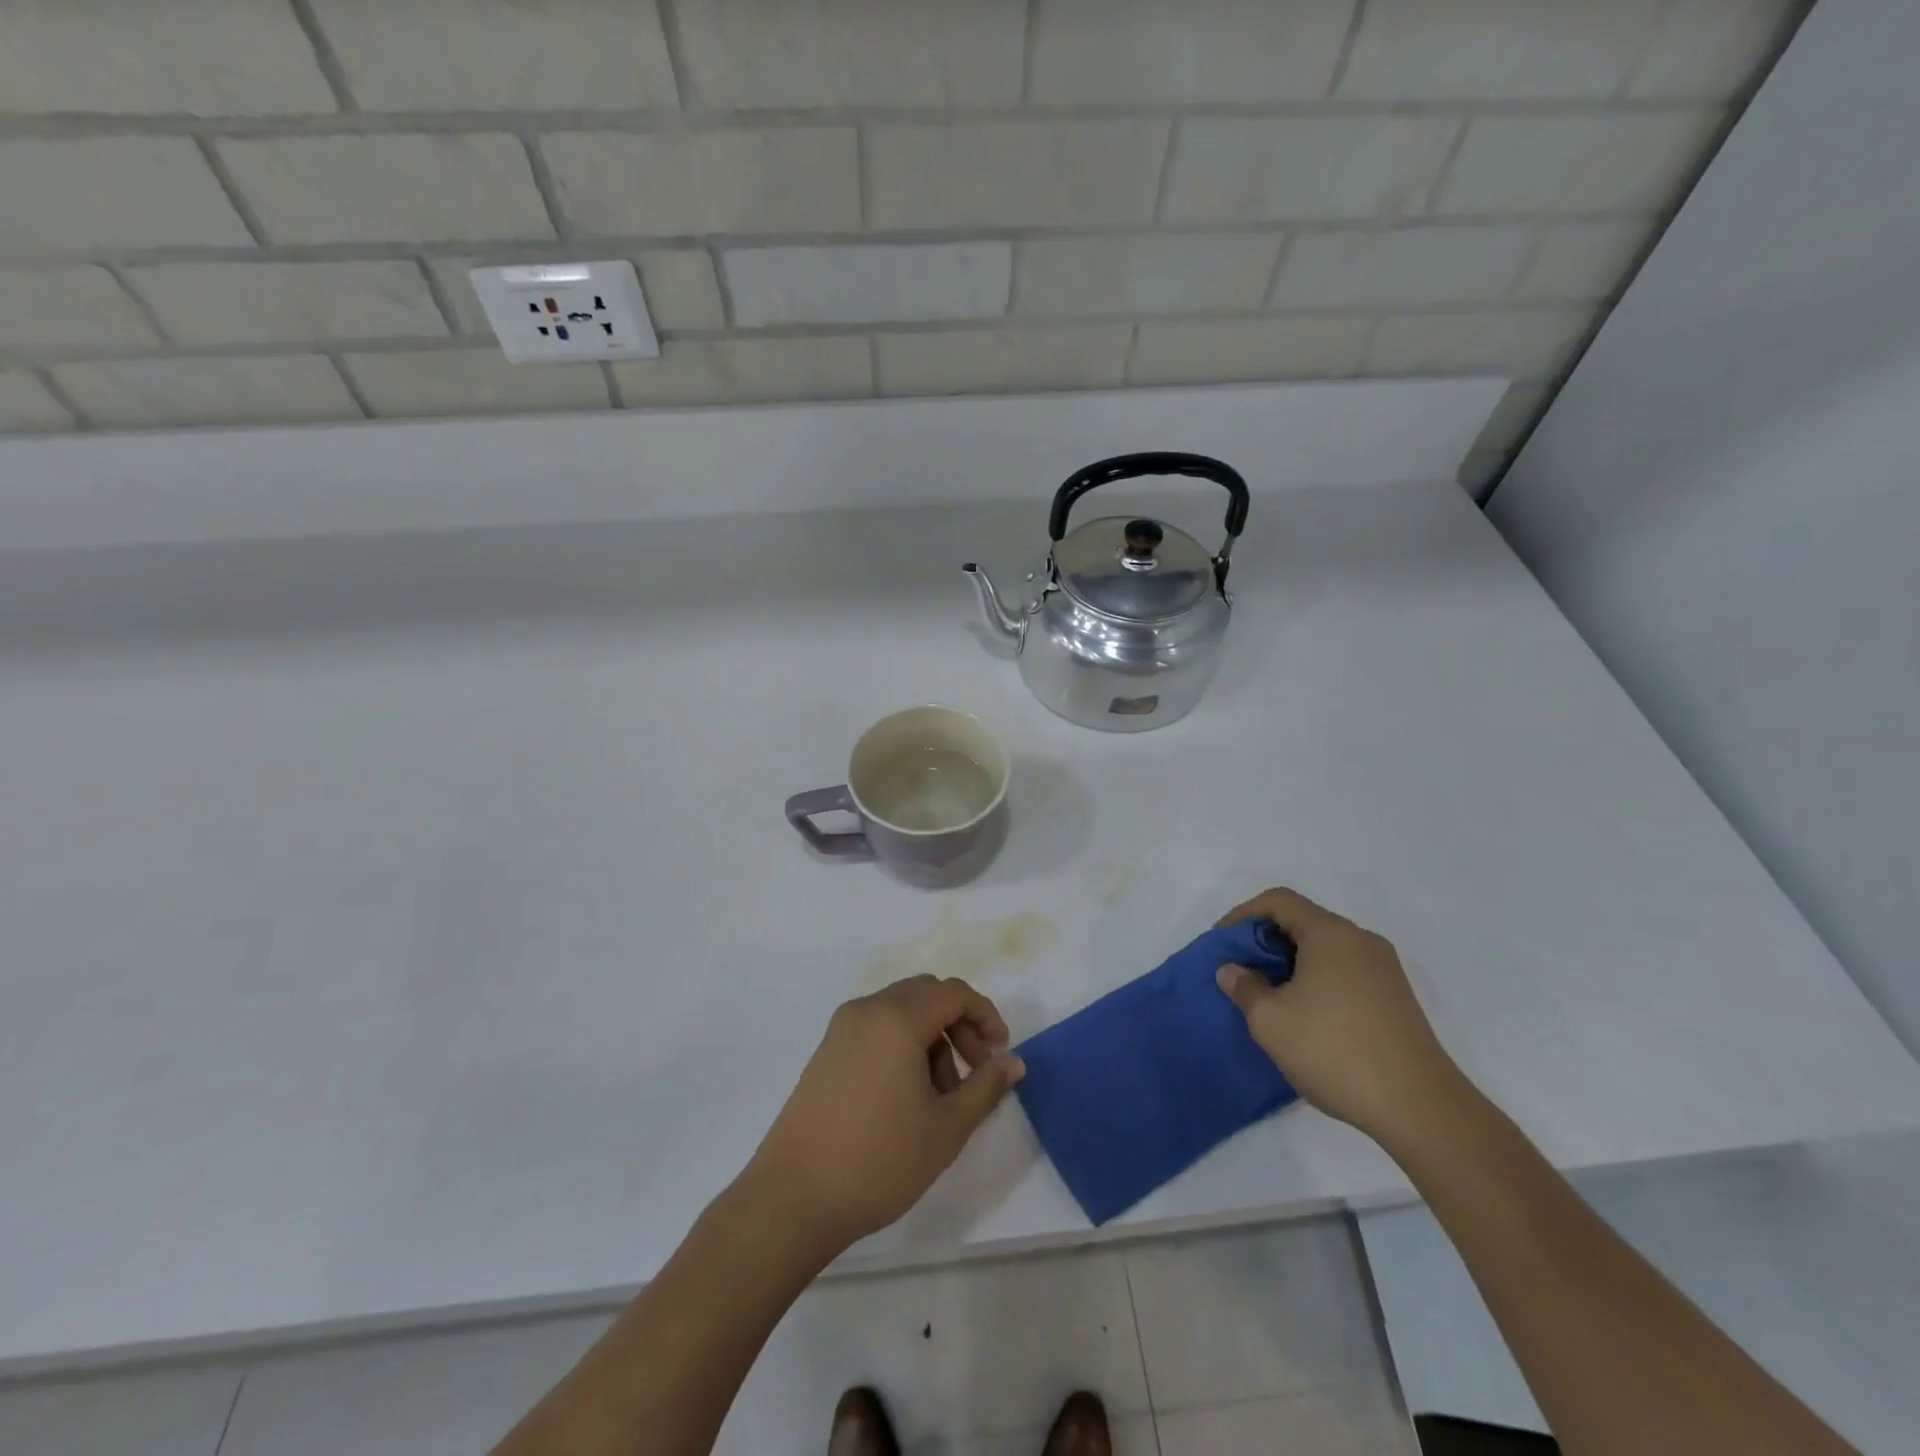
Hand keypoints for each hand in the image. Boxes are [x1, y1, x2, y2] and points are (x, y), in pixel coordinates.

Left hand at [741, 975, 1024, 1254]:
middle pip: (927, 995)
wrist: (793, 1198)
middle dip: (959, 1025)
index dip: (985, 1016)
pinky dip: (903, 1045)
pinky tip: (907, 1096)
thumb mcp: (946, 1127)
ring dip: (932, 1038)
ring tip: (941, 1096)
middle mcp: (868, 1009)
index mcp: (897, 1018)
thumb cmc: (879, 1160)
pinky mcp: (827, 1051)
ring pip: (902, 1011)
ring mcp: (842, 1028)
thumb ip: (986, 1087)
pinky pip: (877, 1028)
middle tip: (976, 1071)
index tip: (1000, 1054)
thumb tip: (1014, 1062)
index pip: (953, 992)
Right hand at [1214, 888, 1465, 1146]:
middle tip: (1240, 972)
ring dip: (1290, 964)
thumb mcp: (1270, 1021)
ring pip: (1325, 950)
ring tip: (1267, 997)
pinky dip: (1315, 981)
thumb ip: (1244, 988)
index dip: (1242, 915)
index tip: (1222, 945)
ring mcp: (1384, 970)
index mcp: (1331, 933)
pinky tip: (1304, 1017)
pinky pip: (1344, 973)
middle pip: (1303, 922)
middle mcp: (1361, 941)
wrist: (1420, 1109)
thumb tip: (1233, 971)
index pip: (1279, 901)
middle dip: (1264, 942)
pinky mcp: (1396, 1000)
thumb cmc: (1335, 1051)